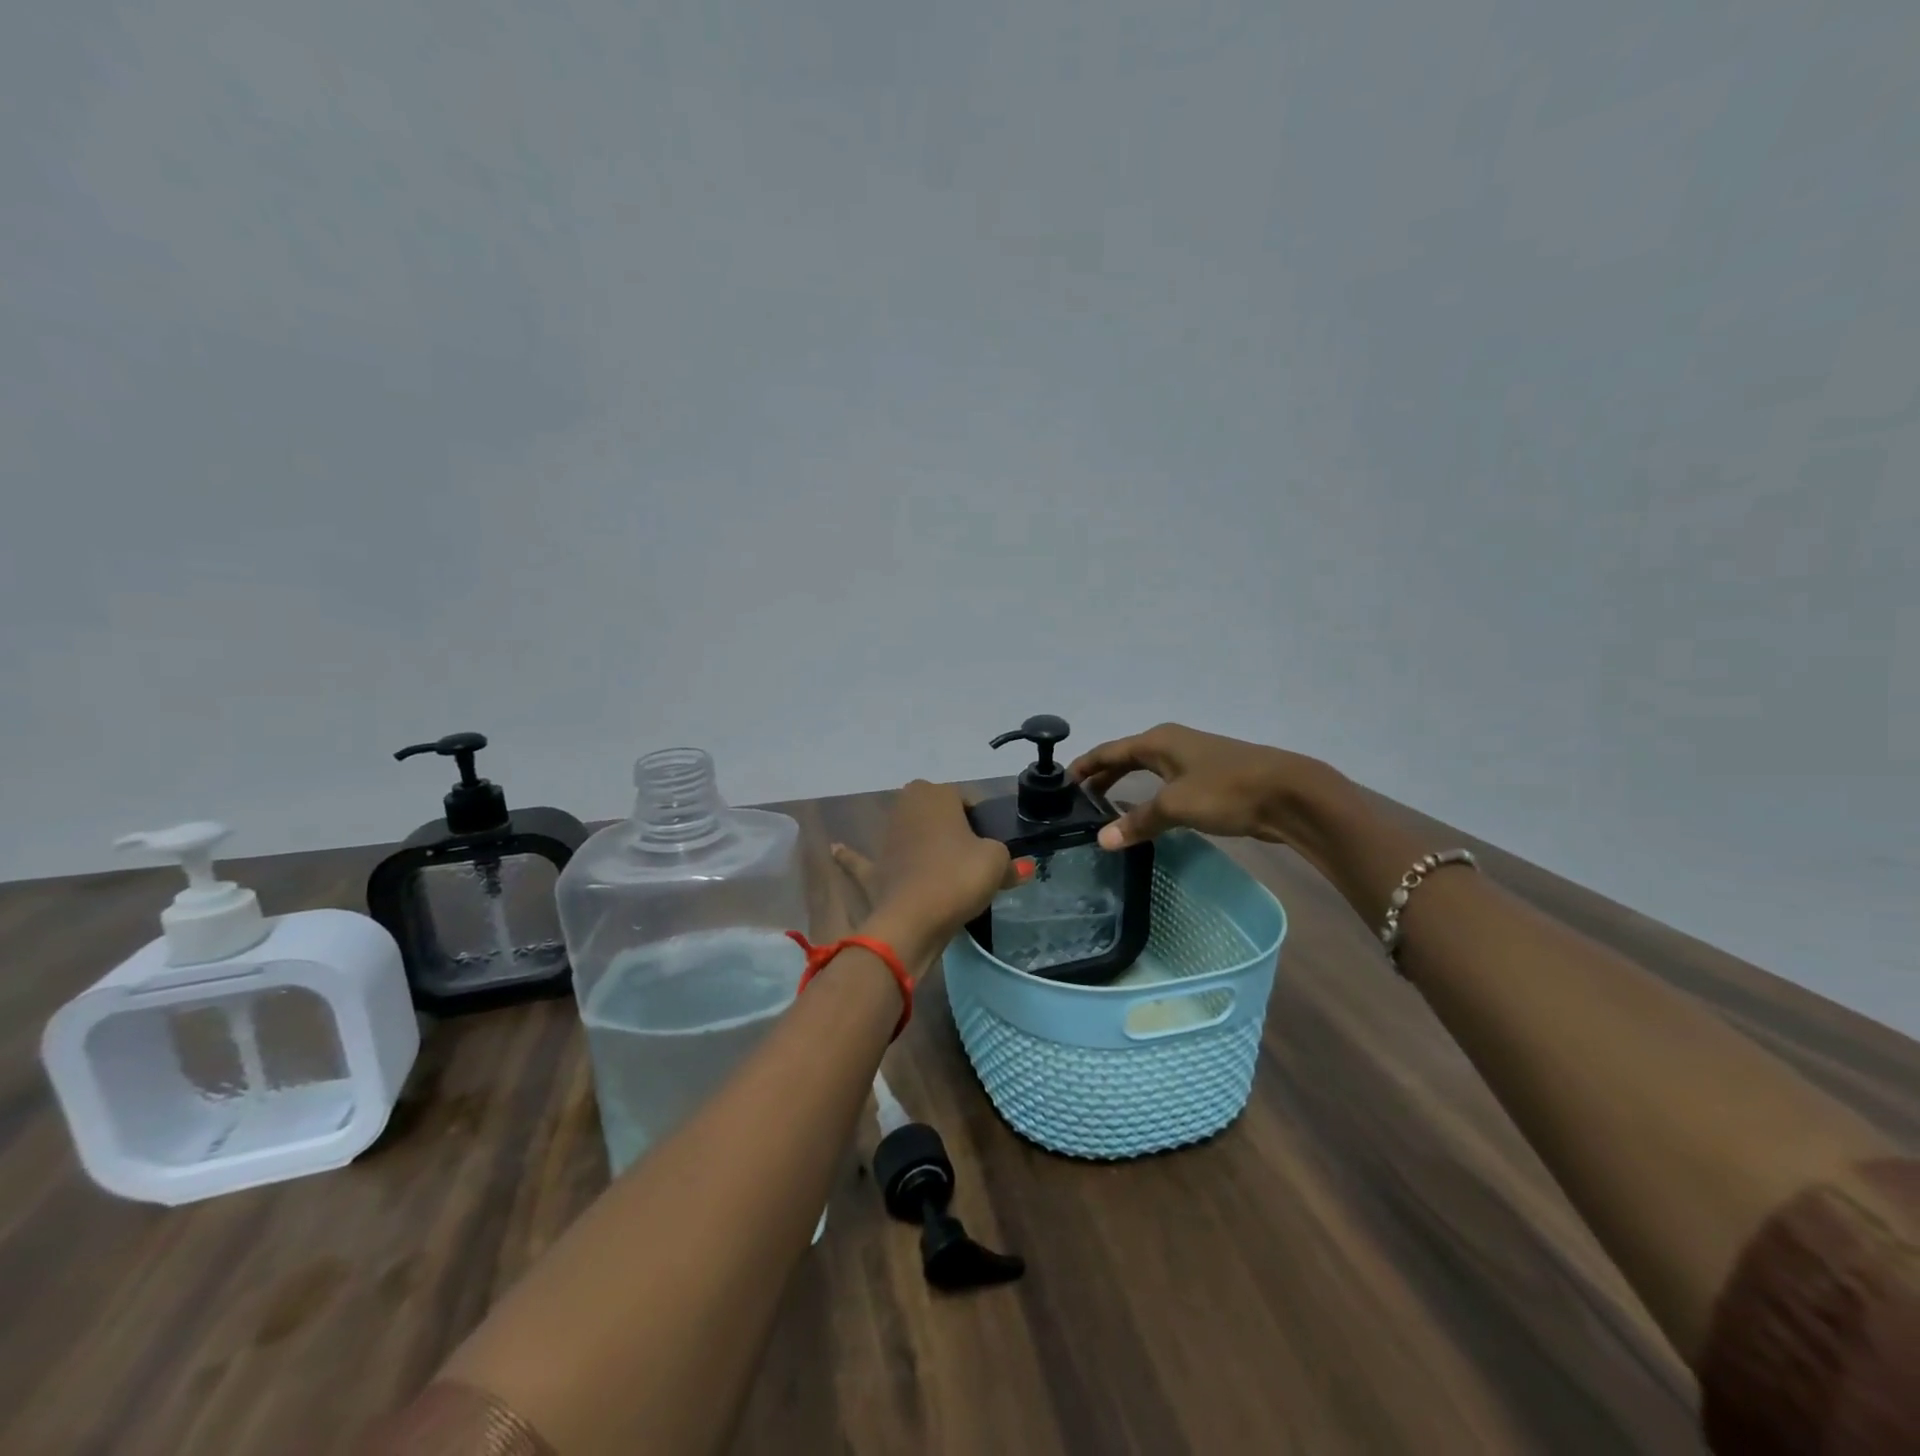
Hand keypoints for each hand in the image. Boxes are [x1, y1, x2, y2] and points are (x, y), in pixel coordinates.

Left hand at [830, 780, 1020, 971]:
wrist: (913, 919)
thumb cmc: (958, 878)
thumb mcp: (995, 864)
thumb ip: (1009, 863)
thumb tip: (1020, 868)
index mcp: (937, 794)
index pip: (966, 799)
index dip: (981, 822)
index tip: (991, 847)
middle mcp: (907, 806)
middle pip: (935, 812)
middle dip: (949, 827)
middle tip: (971, 857)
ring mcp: (886, 837)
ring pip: (906, 832)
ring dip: (916, 841)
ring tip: (942, 866)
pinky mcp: (873, 868)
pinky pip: (863, 860)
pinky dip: (851, 857)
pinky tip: (836, 849)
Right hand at [1069, 723, 1347, 849]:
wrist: (1290, 794)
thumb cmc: (1226, 790)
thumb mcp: (1176, 806)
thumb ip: (1138, 822)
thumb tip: (1102, 840)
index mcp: (1158, 741)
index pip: (1109, 751)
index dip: (1084, 766)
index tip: (1060, 782)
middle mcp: (1172, 743)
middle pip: (1126, 757)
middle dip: (1102, 776)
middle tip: (1077, 799)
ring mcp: (1193, 760)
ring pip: (1147, 771)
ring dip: (1125, 786)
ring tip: (1104, 808)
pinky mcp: (1210, 779)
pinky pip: (1166, 784)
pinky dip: (1148, 796)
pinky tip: (1147, 815)